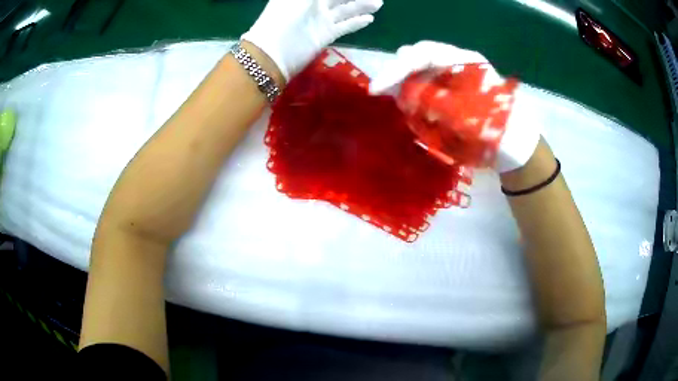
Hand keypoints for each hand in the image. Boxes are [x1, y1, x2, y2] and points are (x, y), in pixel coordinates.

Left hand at [242, 0, 382, 80]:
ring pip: (347, 9)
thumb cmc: (283, 15)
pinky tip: (369, 19)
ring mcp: (321, 20)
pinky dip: (357, 22)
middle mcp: (315, 4)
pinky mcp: (326, 35)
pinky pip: (345, 26)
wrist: (274, 51)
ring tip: (378, 3)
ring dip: (362, 6)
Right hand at [370, 41, 541, 172]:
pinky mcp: (450, 90)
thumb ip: (435, 102)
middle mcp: (457, 63)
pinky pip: (425, 88)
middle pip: (418, 59)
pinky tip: (414, 110)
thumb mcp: (466, 117)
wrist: (515, 146)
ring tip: (406, 109)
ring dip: (406, 88)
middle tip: (386, 96)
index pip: (424, 54)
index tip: (377, 89)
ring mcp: (453, 76)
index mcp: (465, 61)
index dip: (397, 68)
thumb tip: (403, 95)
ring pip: (420, 73)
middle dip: (399, 76)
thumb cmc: (498, 129)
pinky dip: (415, 98)